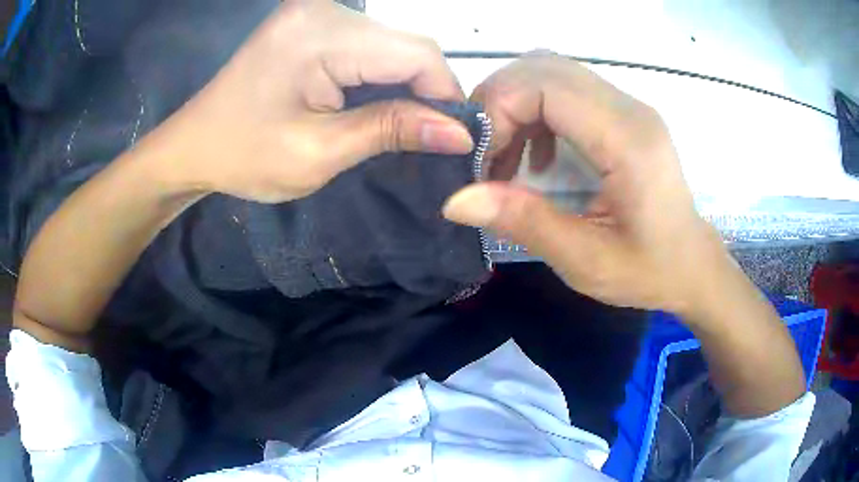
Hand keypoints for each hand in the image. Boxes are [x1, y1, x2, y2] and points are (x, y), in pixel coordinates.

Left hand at [152, 0, 473, 202]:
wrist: (193, 145)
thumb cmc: (243, 156)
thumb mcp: (318, 153)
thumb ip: (390, 131)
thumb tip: (459, 132)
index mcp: (319, 35)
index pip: (416, 52)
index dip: (445, 93)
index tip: (454, 136)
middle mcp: (324, 9)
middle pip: (407, 44)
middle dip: (426, 90)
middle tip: (427, 135)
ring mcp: (317, 12)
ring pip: (393, 44)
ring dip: (405, 84)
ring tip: (400, 123)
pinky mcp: (313, 23)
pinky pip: (369, 45)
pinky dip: (381, 75)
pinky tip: (373, 102)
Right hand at [443, 54, 726, 314]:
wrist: (692, 265)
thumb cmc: (649, 270)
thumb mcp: (586, 260)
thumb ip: (525, 222)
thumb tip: (455, 200)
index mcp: (627, 139)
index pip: (545, 84)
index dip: (498, 110)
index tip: (480, 161)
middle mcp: (629, 108)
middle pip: (543, 67)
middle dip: (498, 103)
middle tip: (482, 154)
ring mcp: (628, 107)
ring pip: (551, 72)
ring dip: (515, 106)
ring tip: (503, 157)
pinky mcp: (623, 115)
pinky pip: (566, 91)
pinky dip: (535, 113)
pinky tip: (536, 157)